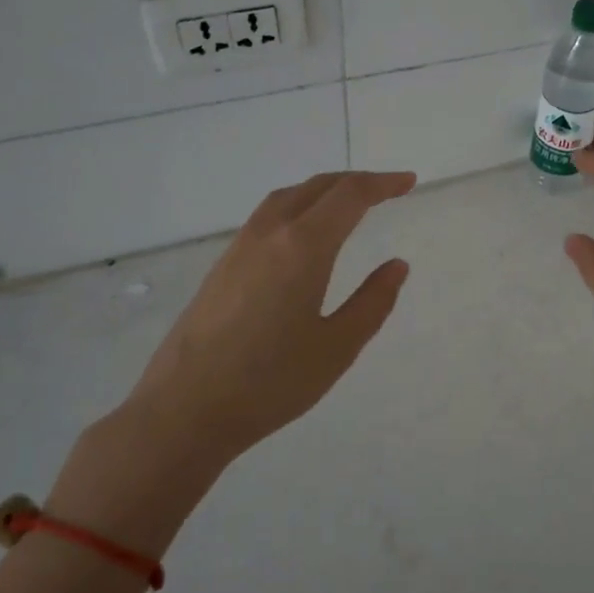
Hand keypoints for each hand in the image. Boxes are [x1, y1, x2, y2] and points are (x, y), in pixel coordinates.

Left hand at [52, 170, 415, 551]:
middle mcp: (269, 235)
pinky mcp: (222, 267)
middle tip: (387, 190)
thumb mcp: (337, 347)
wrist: (185, 410)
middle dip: (355, 182)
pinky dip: (297, 208)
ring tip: (348, 205)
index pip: (349, 196)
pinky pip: (267, 217)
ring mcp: (239, 248)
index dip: (382, 184)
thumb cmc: (271, 382)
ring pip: (287, 198)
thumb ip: (372, 302)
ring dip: (322, 191)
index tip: (408, 182)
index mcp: (303, 248)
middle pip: (316, 187)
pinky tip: (303, 236)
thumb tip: (397, 266)